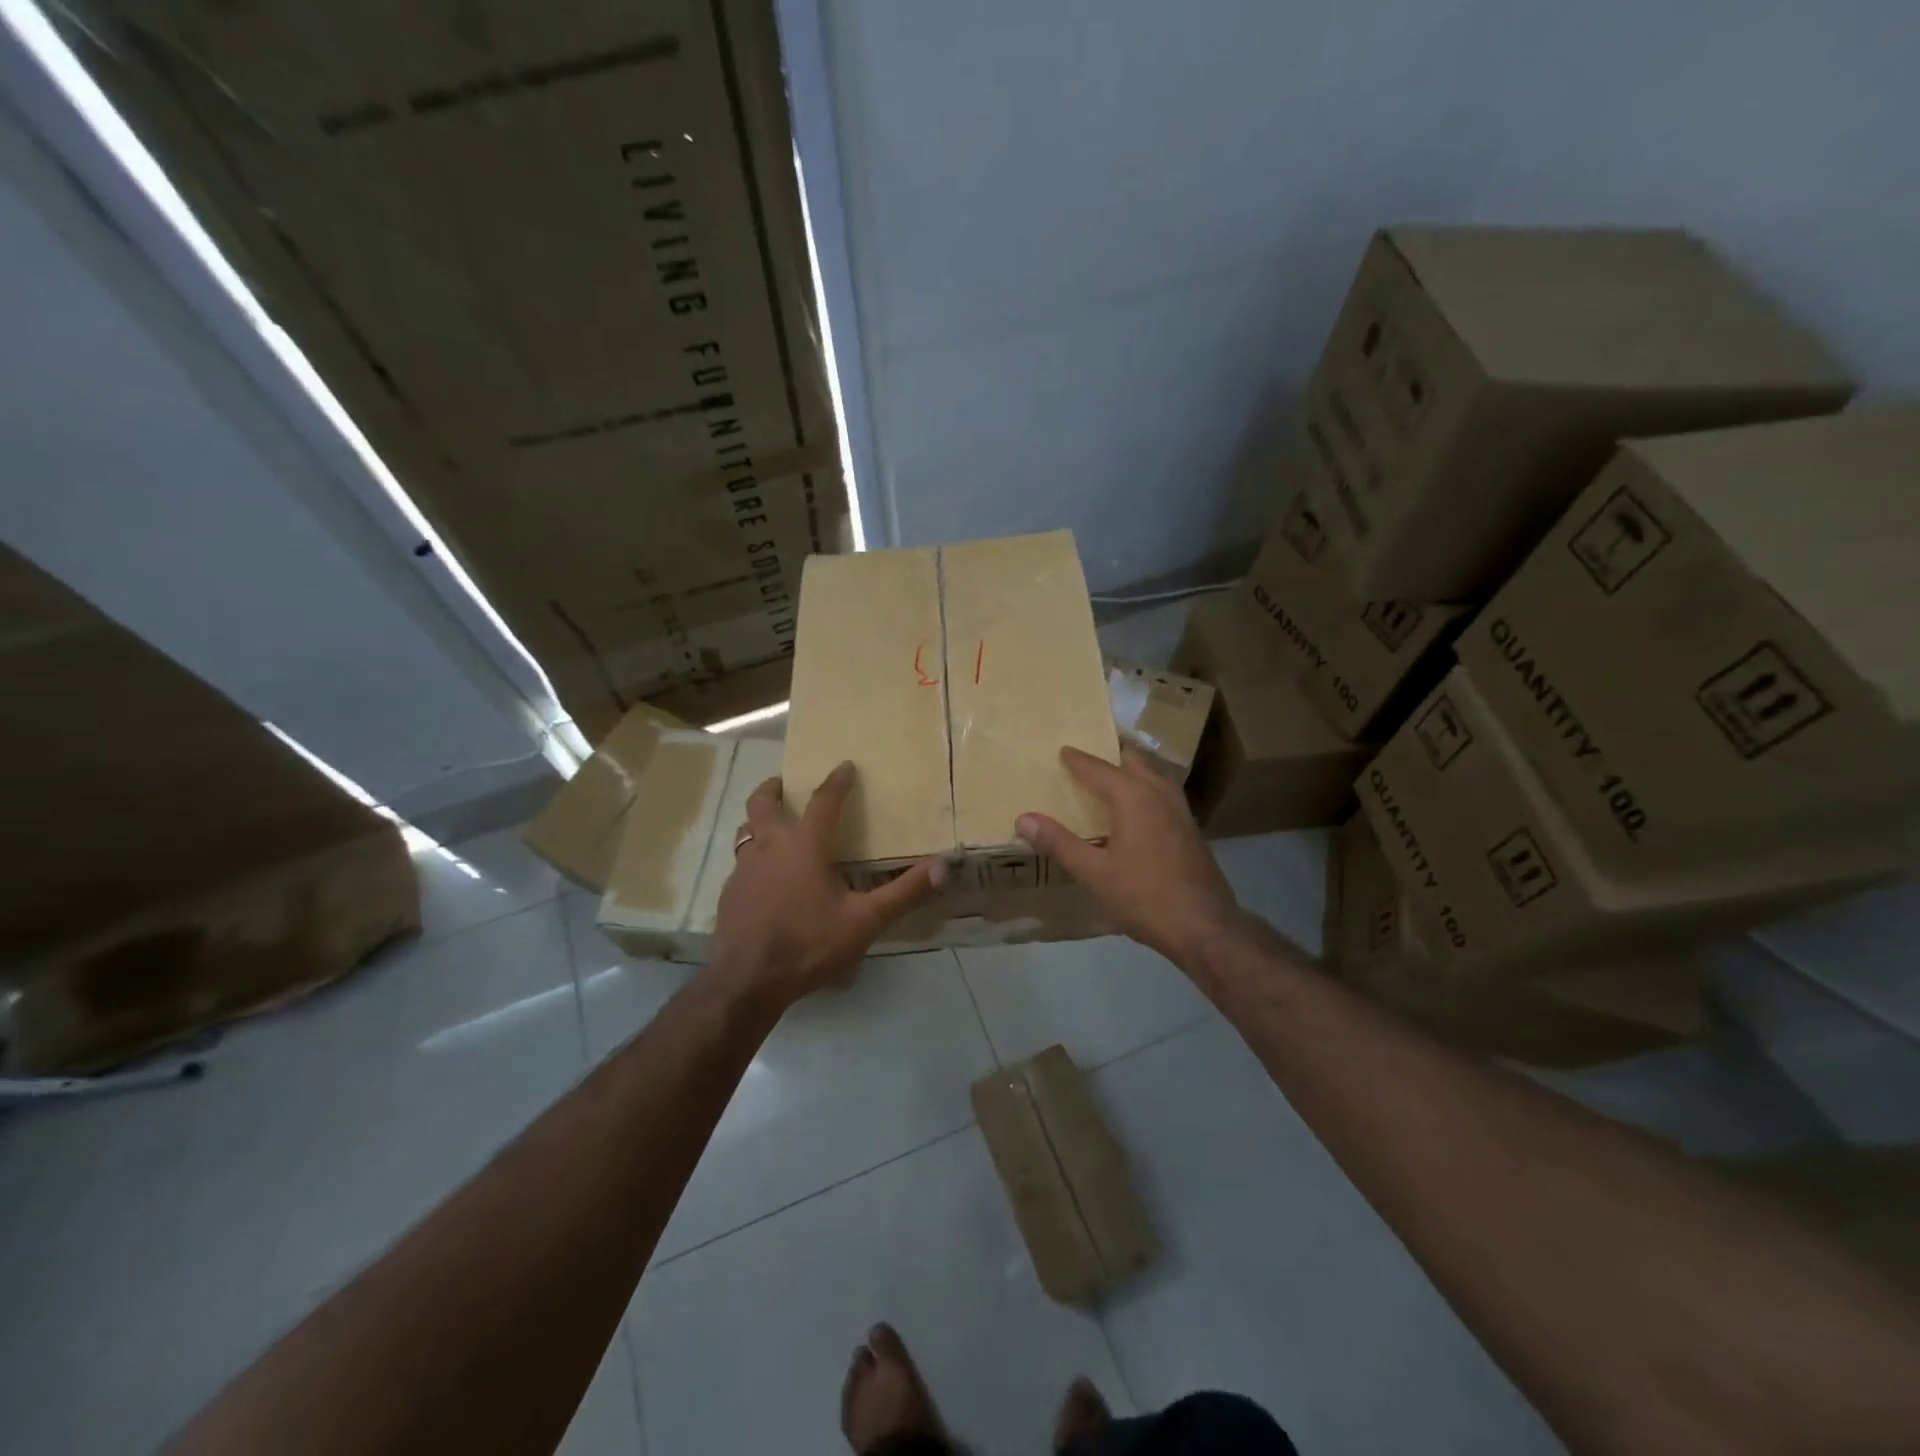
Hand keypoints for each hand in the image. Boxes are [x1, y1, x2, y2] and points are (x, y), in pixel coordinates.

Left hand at [711, 761, 945, 1009]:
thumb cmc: (809, 944)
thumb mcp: (865, 921)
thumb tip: (944, 866)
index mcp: (804, 845)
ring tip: (772, 829)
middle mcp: (769, 848)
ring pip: (745, 833)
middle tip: (783, 784)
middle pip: (762, 804)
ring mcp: (743, 871)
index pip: (823, 801)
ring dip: (758, 823)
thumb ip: (905, 892)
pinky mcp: (729, 895)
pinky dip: (753, 861)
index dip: (836, 781)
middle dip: (773, 789)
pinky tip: (764, 882)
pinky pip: (740, 866)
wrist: (748, 981)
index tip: (845, 765)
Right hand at [1017, 747, 1240, 965]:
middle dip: (1110, 755)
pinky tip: (1138, 812)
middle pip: (1133, 761)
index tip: (1063, 750)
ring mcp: (1181, 811)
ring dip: (1133, 771)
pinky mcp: (1191, 830)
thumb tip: (1023, 818)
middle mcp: (1159, 794)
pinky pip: (1164, 795)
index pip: (1099, 768)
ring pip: (1154, 776)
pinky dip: (1147, 790)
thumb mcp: (1093, 873)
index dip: (1078, 760)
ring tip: (1113, 779)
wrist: (1205, 927)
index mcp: (1133, 797)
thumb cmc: (1144, 897)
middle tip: (1088, 759)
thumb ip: (1058, 843)